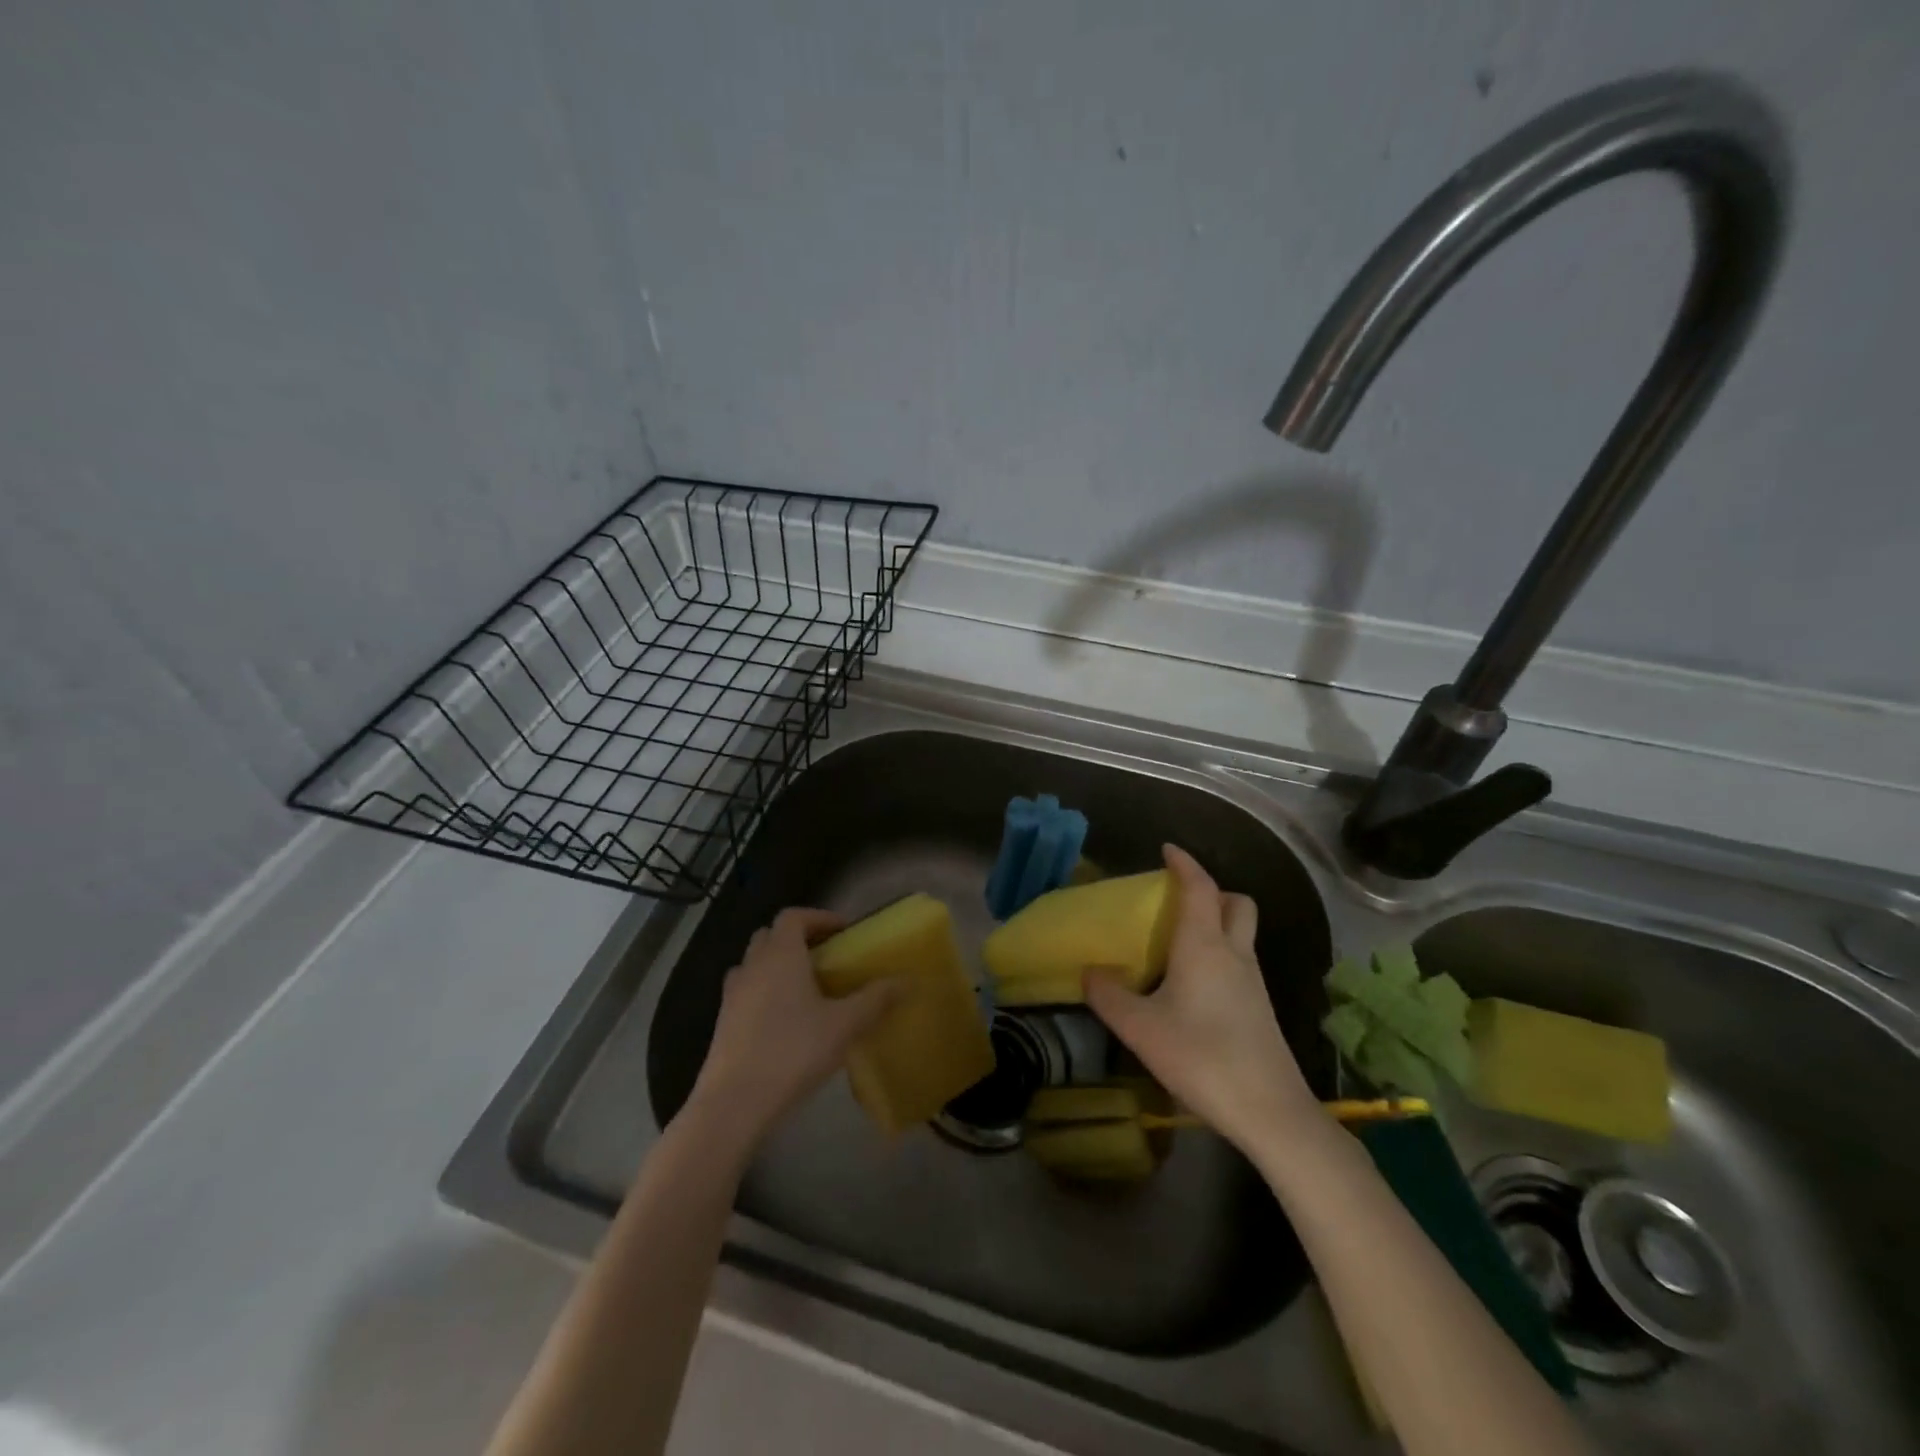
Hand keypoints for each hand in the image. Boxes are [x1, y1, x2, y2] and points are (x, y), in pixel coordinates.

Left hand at [686, 908, 898, 1147]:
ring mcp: (732, 994)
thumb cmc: (793, 1052)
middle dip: (798, 939)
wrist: (734, 1103)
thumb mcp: (844, 1026)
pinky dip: (763, 992)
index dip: (818, 917)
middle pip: (771, 935)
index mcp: (781, 955)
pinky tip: (783, 1021)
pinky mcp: (722, 1022)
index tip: (843, 932)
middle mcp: (752, 965)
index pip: (794, 916)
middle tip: (826, 958)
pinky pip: (745, 992)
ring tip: (805, 989)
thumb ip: (876, 1000)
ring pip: (754, 963)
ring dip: (778, 965)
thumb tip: (907, 980)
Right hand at [1084, 844, 1320, 1153]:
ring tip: (1179, 942)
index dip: (1185, 863)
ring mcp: (1254, 981)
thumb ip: (1109, 996)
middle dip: (1212, 891)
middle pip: (1236, 903)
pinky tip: (1194, 984)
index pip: (1199, 887)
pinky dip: (1221, 953)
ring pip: (1242, 933)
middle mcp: (1234, 953)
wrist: (1270, 1110)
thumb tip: (1089, 972)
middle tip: (1179, 901)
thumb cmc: (1201, 1057)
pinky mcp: (1261, 1008)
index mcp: (1204, 945)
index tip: (1167, 850)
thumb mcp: (1140, 1028)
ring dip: (1218, 922)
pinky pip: (1241, 961)